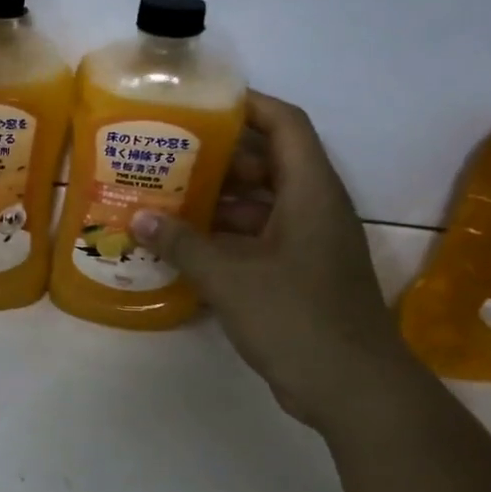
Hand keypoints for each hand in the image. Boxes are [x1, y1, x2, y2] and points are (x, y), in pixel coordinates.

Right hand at [129, 92, 421, 433]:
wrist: (352, 388)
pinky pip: (258, 240)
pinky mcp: (299, 276)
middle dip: (219, 157)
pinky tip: (183, 245)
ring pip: (260, 205)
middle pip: (268, 164)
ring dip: (217, 201)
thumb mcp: (231, 278)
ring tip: (164, 197)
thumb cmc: (297, 318)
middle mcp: (313, 210)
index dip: (249, 106)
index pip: (285, 125)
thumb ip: (183, 244)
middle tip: (167, 154)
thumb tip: (138, 218)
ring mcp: (308, 245)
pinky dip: (224, 237)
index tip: (203, 103)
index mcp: (311, 193)